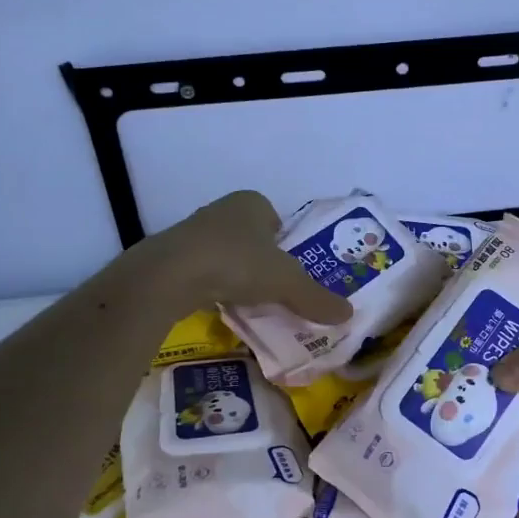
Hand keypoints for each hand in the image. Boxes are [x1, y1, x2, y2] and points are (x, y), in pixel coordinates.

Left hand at [144, 190, 353, 324]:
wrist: (169, 275)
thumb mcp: (286, 283)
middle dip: (261, 260)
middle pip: (251, 237)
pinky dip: (212, 286)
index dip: (285, 244)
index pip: (275, 218)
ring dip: (235, 274)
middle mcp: (222, 209)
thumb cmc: (236, 263)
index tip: (290, 270)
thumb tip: (349, 315)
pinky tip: (218, 304)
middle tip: (273, 289)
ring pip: (225, 253)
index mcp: (252, 202)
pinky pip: (202, 270)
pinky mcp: (171, 256)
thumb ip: (316, 298)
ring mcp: (193, 231)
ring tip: (247, 301)